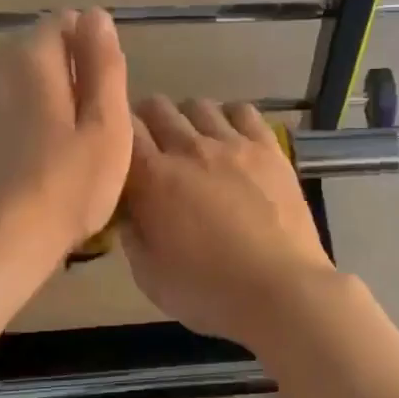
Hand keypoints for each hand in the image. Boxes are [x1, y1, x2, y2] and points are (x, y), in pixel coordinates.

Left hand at [0, 9, 131, 282]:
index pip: (65, 22)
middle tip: (86, 131)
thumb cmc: (67, 188)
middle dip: (64, 76)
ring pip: (11, 82)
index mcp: (31, 58)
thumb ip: (104, 66)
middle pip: (36, 52)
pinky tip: (24, 163)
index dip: (92, 52)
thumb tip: (97, 15)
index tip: (104, 97)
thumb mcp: (107, 128)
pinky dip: (10, 123)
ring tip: (56, 150)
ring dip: (36, 100)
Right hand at [120, 97, 336, 349]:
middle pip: (158, 108)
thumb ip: (132, 234)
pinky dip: (231, 118)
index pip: (123, 130)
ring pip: (199, 105)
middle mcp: (189, 148)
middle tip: (154, 149)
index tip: (121, 153)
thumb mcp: (149, 275)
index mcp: (153, 178)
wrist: (280, 290)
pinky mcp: (269, 149)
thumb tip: (130, 209)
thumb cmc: (209, 292)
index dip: (118, 136)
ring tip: (195, 144)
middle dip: (148, 122)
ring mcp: (232, 144)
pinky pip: (243, 111)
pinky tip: (233, 140)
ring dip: (188, 119)